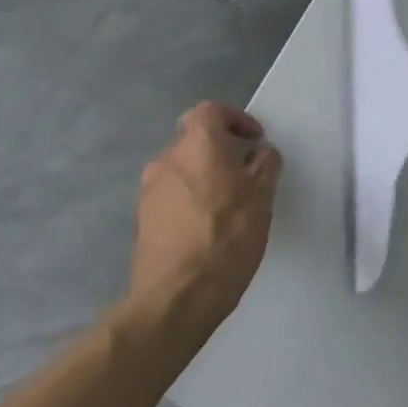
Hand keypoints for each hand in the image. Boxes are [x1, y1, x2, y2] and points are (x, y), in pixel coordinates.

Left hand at [130, 102, 282, 327]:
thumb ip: (265, 164)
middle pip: (194, 139)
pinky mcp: (142, 219)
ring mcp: (149, 190)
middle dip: (221, 150)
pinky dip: (191, 199)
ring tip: (230, 203)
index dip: (236, 119)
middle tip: (247, 172)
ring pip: (182, 168)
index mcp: (196, 144)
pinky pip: (172, 195)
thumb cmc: (227, 236)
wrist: (177, 296)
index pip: (212, 110)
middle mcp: (166, 158)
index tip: (255, 140)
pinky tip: (208, 226)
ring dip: (205, 176)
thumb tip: (260, 152)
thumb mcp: (263, 196)